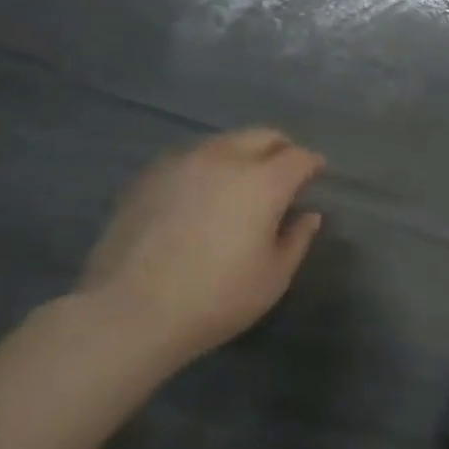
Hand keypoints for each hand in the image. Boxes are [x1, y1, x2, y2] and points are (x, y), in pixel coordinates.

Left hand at [76, 128, 324, 368]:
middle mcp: (224, 160)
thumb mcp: (274, 277)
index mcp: (263, 182)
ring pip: (223, 142)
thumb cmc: (216, 298)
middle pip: (262, 136)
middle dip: (281, 148)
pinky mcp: (148, 177)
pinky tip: (202, 194)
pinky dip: (207, 167)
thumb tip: (308, 215)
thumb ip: (297, 239)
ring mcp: (181, 164)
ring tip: (243, 181)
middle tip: (286, 171)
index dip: (314, 164)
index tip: (318, 174)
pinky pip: (190, 158)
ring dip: (242, 154)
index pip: (299, 157)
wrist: (129, 312)